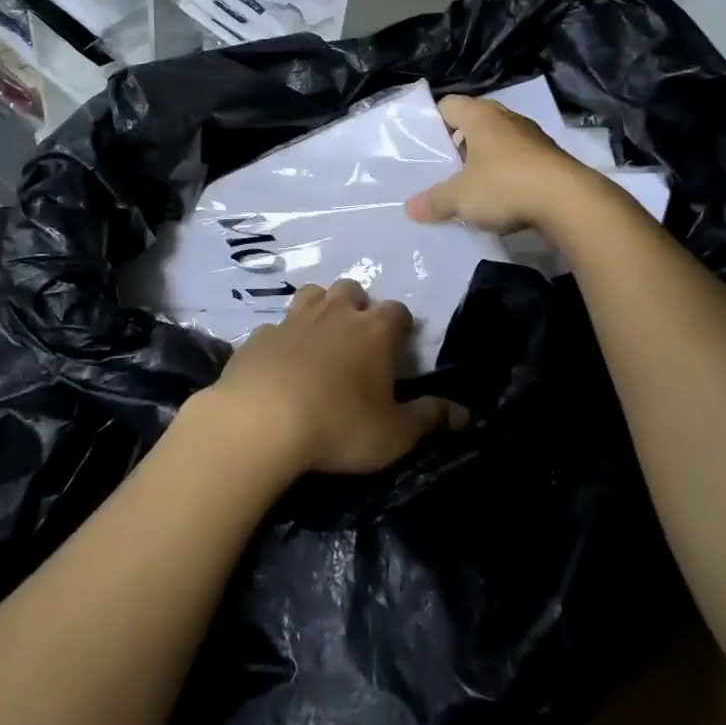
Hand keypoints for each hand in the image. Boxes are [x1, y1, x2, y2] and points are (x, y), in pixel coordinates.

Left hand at [192, 280, 465, 477]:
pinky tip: (280, 362)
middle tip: (358, 339)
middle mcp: (336, 313)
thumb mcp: (395, 434)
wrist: (261, 421)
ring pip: (312, 294)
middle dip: (358, 306)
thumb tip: (466, 414)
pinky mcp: (259, 336)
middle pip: (353, 290)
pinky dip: (283, 338)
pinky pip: (276, 326)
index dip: (401, 327)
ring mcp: (294, 319)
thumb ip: (430, 419)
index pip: (398, 312)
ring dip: (320, 308)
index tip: (399, 348)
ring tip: (321, 338)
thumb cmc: (339, 425)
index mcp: (375, 331)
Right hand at [405, 95, 596, 234]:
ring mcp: (532, 136)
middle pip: (475, 121)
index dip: (434, 121)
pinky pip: (519, 159)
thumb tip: (410, 209)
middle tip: (445, 165)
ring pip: (499, 140)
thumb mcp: (460, 197)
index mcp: (480, 116)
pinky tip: (501, 195)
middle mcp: (507, 118)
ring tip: (470, 182)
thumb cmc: (505, 186)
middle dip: (459, 141)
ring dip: (485, 157)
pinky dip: (508, 172)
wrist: (568, 201)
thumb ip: (434, 201)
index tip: (425, 144)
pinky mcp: (550, 158)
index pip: (449, 104)